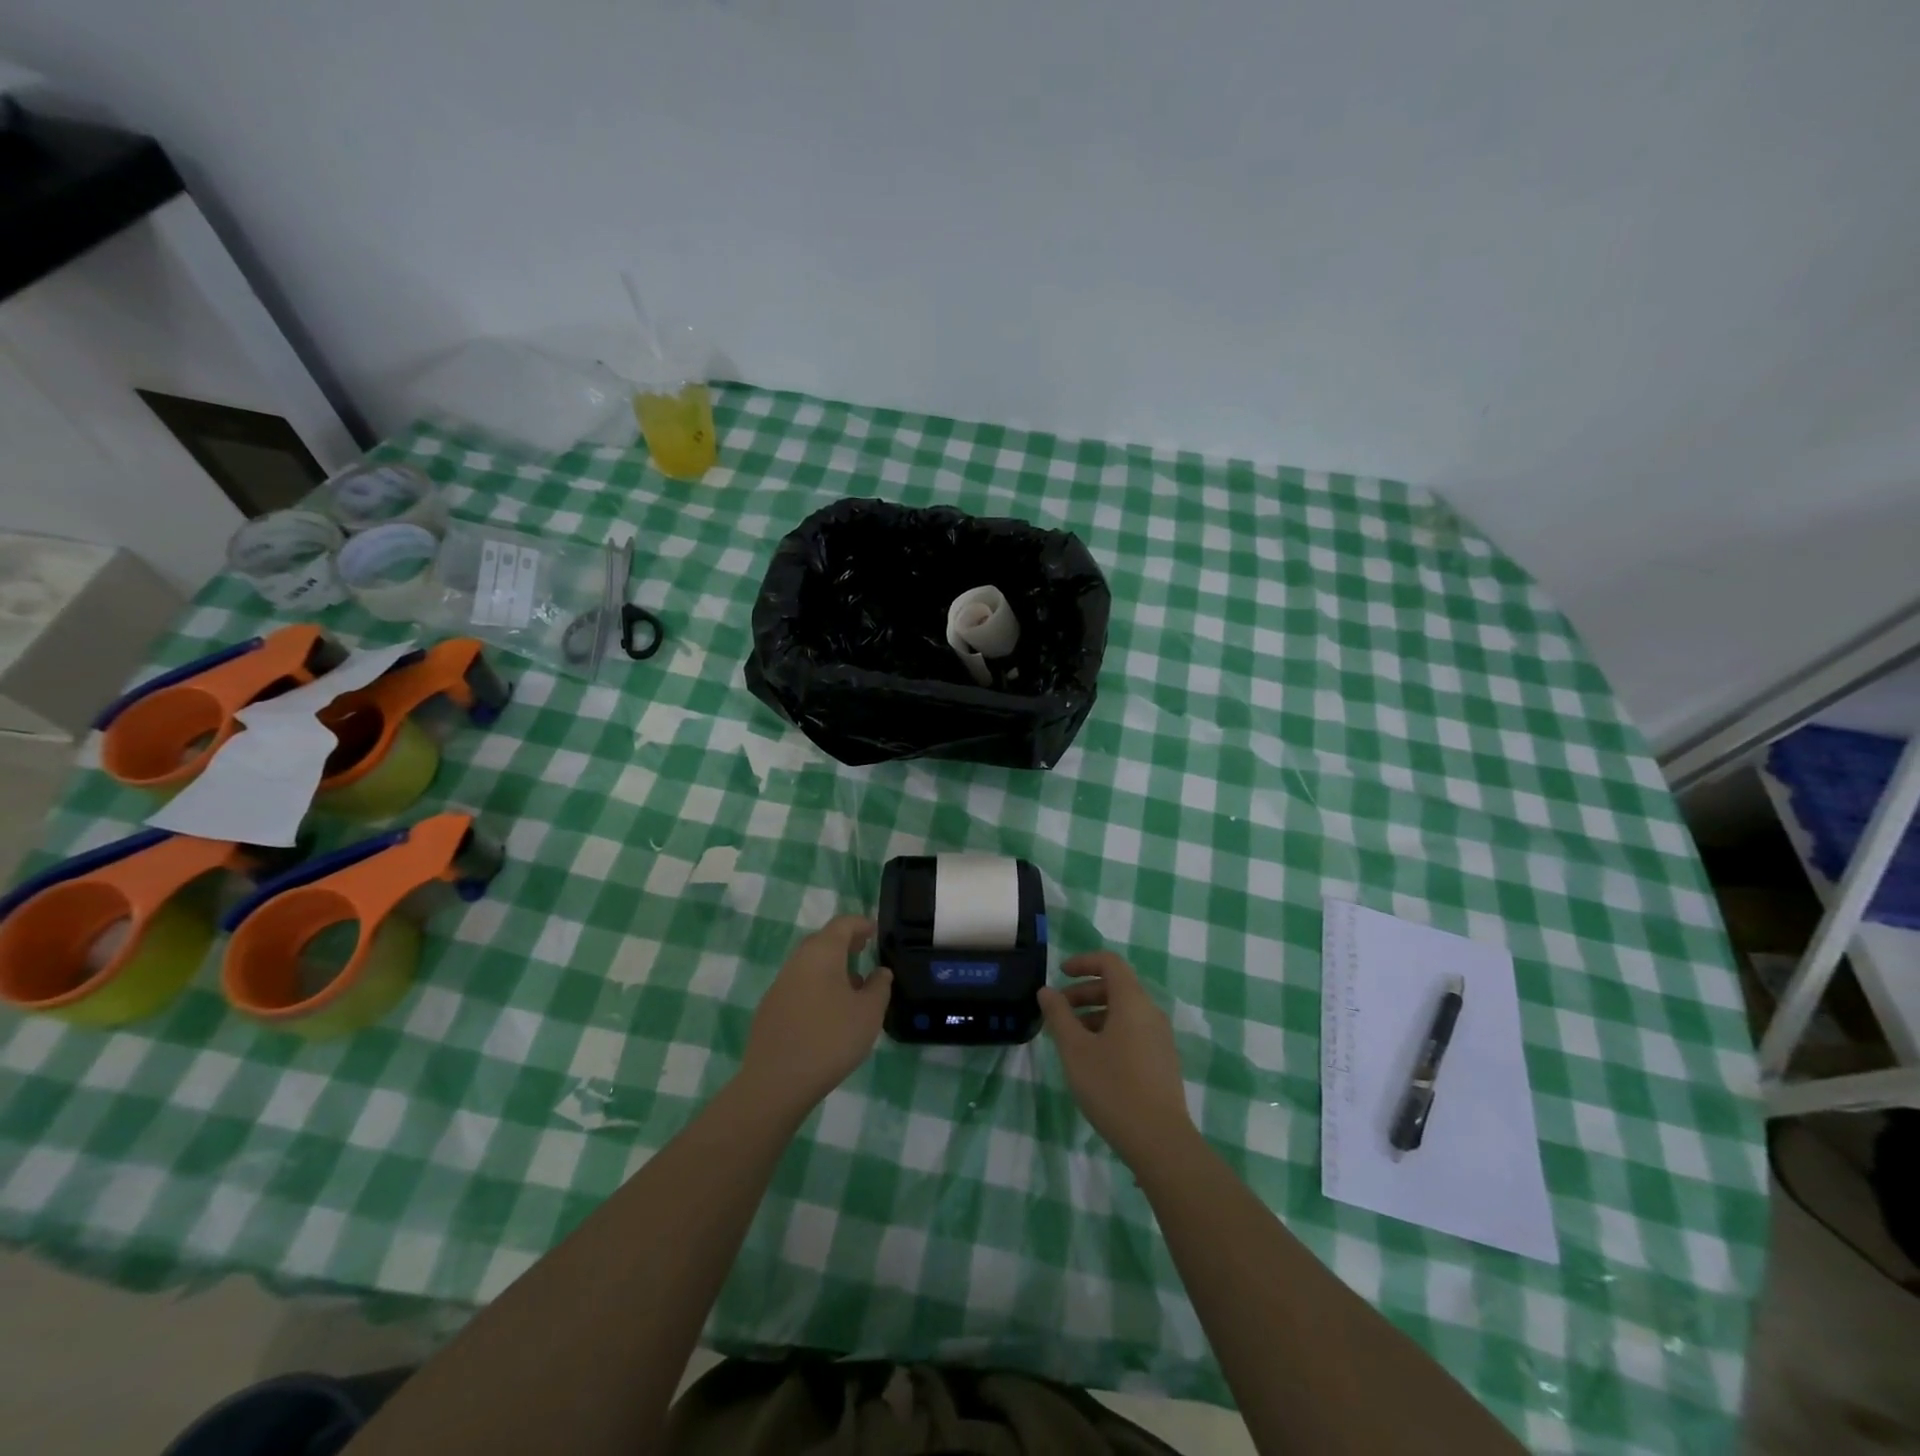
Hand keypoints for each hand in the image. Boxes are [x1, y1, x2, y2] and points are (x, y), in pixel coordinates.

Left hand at [740, 916, 892, 1116]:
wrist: (776, 1082)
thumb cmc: (830, 1039)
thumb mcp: (869, 1013)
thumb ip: (880, 987)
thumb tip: (880, 971)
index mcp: (822, 953)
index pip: (842, 924)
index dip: (861, 924)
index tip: (874, 931)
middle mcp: (797, 961)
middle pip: (822, 941)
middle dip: (844, 943)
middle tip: (863, 951)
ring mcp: (779, 985)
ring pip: (808, 965)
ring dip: (830, 967)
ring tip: (851, 986)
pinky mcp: (769, 1009)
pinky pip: (798, 986)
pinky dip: (816, 986)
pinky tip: (827, 1012)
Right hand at [1038, 951, 1195, 1166]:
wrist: (1160, 1141)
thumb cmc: (1112, 1087)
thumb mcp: (1075, 1049)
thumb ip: (1059, 1015)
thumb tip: (1047, 991)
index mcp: (1132, 1001)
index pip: (1110, 963)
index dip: (1083, 962)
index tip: (1060, 973)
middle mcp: (1150, 1012)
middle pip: (1116, 986)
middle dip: (1084, 992)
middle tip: (1058, 1011)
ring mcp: (1160, 1038)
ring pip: (1124, 1011)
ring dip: (1094, 1014)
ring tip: (1070, 1039)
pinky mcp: (1162, 1060)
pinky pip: (1133, 1031)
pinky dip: (1109, 1031)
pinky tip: (1093, 1059)